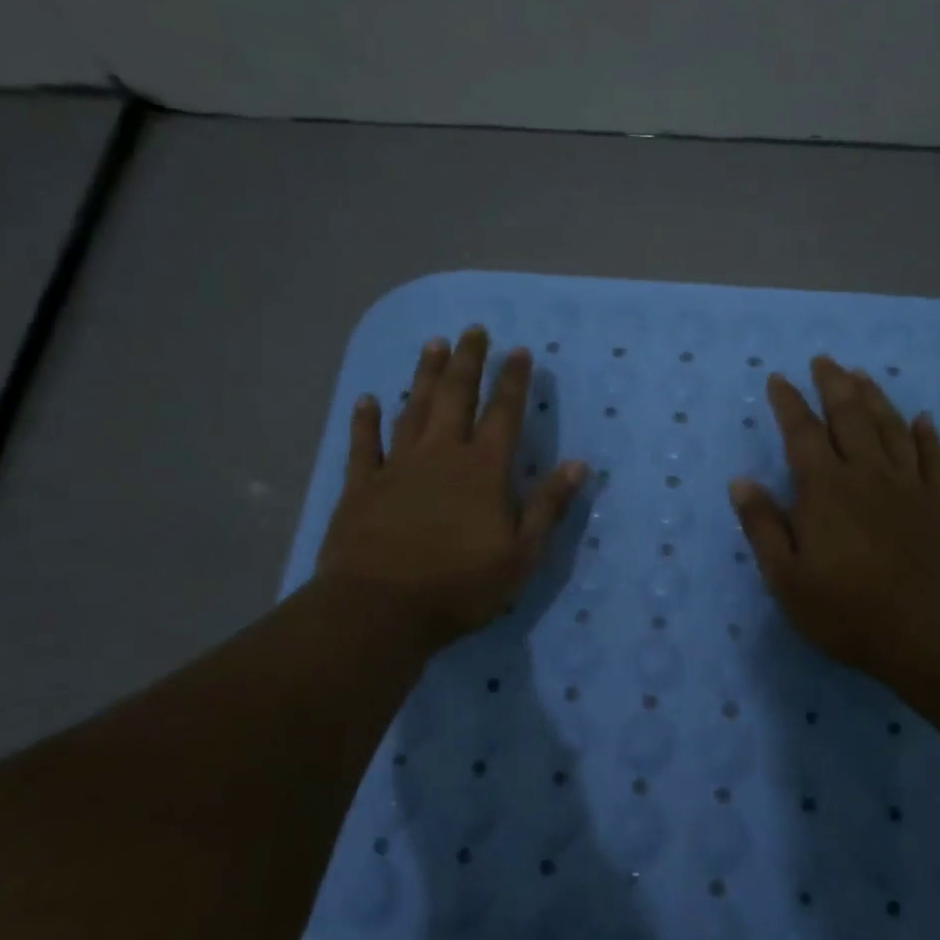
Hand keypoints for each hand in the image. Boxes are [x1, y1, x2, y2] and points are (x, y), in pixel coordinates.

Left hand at [316, 326, 586, 652]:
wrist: (379, 609)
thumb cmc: (459, 586)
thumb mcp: (521, 555)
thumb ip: (547, 507)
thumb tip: (577, 464)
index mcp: (483, 471)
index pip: (504, 415)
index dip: (514, 382)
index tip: (520, 351)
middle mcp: (441, 455)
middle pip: (456, 397)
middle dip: (468, 362)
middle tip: (473, 330)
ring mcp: (397, 467)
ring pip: (413, 409)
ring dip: (425, 377)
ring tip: (433, 345)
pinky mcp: (362, 486)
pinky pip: (364, 444)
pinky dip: (366, 420)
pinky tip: (368, 400)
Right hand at [729, 357, 939, 691]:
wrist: (931, 635)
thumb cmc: (848, 611)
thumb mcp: (786, 578)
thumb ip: (763, 527)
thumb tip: (740, 481)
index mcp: (825, 489)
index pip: (802, 433)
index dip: (789, 403)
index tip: (778, 379)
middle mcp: (867, 475)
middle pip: (850, 417)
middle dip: (834, 385)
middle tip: (824, 360)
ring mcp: (908, 487)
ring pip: (891, 428)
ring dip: (875, 398)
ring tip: (862, 375)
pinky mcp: (939, 506)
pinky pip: (933, 460)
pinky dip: (926, 436)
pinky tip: (922, 419)